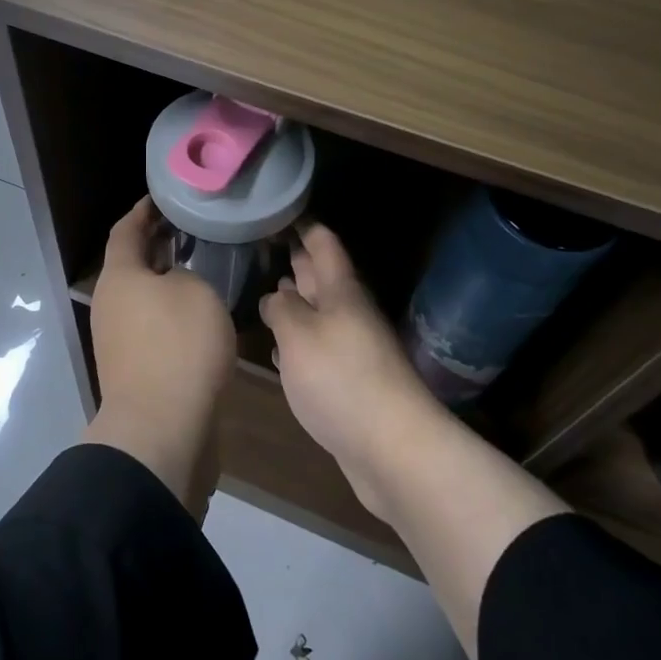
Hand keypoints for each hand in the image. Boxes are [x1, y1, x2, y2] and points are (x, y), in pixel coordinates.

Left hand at [86, 197, 236, 514]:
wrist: (161, 429)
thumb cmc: (178, 346)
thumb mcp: (197, 293)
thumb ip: (187, 276)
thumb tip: (176, 284)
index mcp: (119, 277)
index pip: (125, 230)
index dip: (142, 211)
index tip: (163, 198)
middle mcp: (111, 304)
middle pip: (132, 264)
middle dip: (157, 246)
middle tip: (190, 232)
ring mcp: (117, 340)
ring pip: (143, 297)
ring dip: (166, 281)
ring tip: (200, 270)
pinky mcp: (132, 369)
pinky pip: (152, 326)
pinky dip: (170, 313)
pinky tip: (198, 315)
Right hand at [259, 221, 448, 517]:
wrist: (393, 448)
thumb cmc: (341, 379)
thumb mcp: (299, 335)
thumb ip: (281, 309)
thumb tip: (276, 296)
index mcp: (341, 292)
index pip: (324, 244)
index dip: (304, 225)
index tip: (281, 210)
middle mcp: (349, 314)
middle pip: (322, 278)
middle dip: (298, 261)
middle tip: (267, 245)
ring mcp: (352, 350)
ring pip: (319, 315)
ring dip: (297, 303)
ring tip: (268, 290)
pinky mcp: (349, 384)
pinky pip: (320, 350)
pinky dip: (299, 342)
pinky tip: (280, 349)